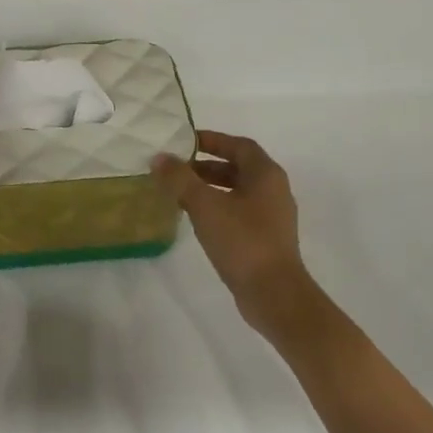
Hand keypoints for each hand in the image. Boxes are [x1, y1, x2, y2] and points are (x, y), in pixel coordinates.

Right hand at [153, 131, 316, 333]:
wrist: (273, 293)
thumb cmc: (242, 240)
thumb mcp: (205, 205)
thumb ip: (180, 179)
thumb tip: (159, 158)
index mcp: (266, 174)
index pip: (239, 145)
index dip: (213, 140)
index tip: (185, 142)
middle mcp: (274, 190)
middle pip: (239, 168)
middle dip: (207, 165)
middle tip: (177, 168)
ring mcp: (272, 216)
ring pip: (238, 191)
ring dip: (211, 188)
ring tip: (180, 193)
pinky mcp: (266, 239)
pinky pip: (239, 212)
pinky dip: (218, 208)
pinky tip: (197, 219)